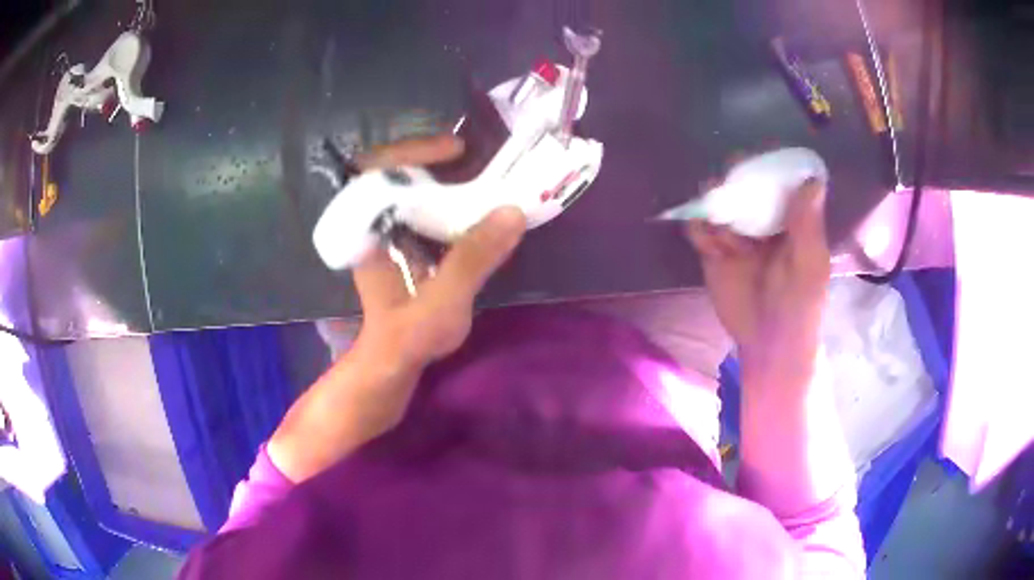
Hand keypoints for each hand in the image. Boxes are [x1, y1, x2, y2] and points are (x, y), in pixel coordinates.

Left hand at [351, 134, 526, 366]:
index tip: (454, 150)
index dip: (413, 151)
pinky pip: (421, 206)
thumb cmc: (408, 336)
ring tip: (480, 173)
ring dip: (442, 176)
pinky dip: (447, 198)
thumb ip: (472, 259)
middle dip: (433, 158)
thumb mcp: (442, 301)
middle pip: (396, 171)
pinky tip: (473, 204)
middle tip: (473, 157)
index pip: (377, 169)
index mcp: (369, 231)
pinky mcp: (403, 242)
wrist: (395, 362)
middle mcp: (374, 223)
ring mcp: (387, 231)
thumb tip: (513, 212)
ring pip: (409, 187)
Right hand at [686, 180, 829, 376]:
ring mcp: (736, 236)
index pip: (779, 181)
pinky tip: (708, 243)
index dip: (769, 164)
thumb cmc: (799, 306)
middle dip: (735, 179)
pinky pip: (699, 230)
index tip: (759, 154)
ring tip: (721, 223)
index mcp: (791, 220)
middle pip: (745, 186)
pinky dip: (698, 229)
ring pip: (719, 204)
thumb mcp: (809, 265)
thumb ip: (807, 224)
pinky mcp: (713, 253)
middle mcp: (762, 221)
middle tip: (730, 178)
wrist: (769, 346)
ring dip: (715, 204)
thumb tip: (812, 178)